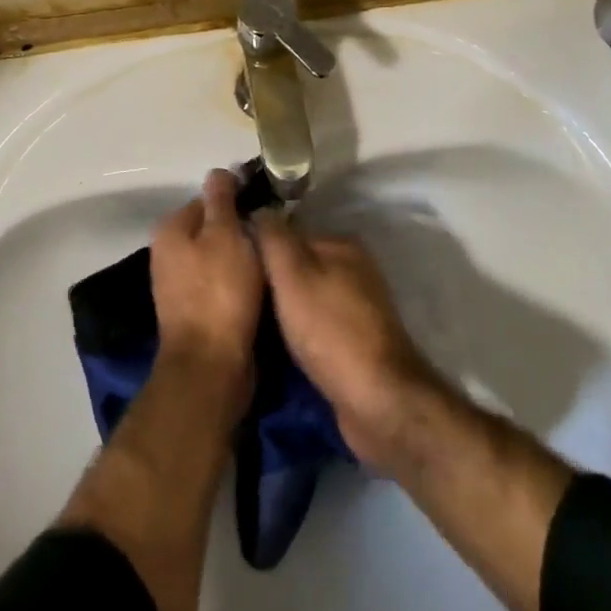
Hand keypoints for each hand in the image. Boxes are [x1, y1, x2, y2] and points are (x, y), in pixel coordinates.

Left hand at [150, 169, 263, 396]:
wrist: (210, 366)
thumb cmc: (219, 292)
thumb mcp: (225, 234)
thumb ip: (221, 200)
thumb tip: (218, 171)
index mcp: (171, 229)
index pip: (209, 200)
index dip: (239, 202)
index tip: (268, 211)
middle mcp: (168, 253)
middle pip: (214, 229)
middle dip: (242, 232)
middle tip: (273, 239)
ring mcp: (179, 285)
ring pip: (220, 258)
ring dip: (243, 260)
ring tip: (272, 263)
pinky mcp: (195, 312)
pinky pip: (221, 285)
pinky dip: (239, 284)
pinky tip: (261, 288)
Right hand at [252, 215, 444, 473]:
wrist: (378, 402)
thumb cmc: (330, 330)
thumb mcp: (292, 275)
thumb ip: (273, 238)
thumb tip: (258, 208)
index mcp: (342, 245)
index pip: (288, 235)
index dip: (259, 250)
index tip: (232, 269)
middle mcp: (354, 270)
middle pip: (298, 268)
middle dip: (271, 284)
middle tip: (237, 301)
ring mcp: (358, 308)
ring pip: (306, 300)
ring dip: (282, 313)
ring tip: (249, 326)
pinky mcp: (357, 343)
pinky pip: (317, 328)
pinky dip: (298, 335)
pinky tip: (276, 349)